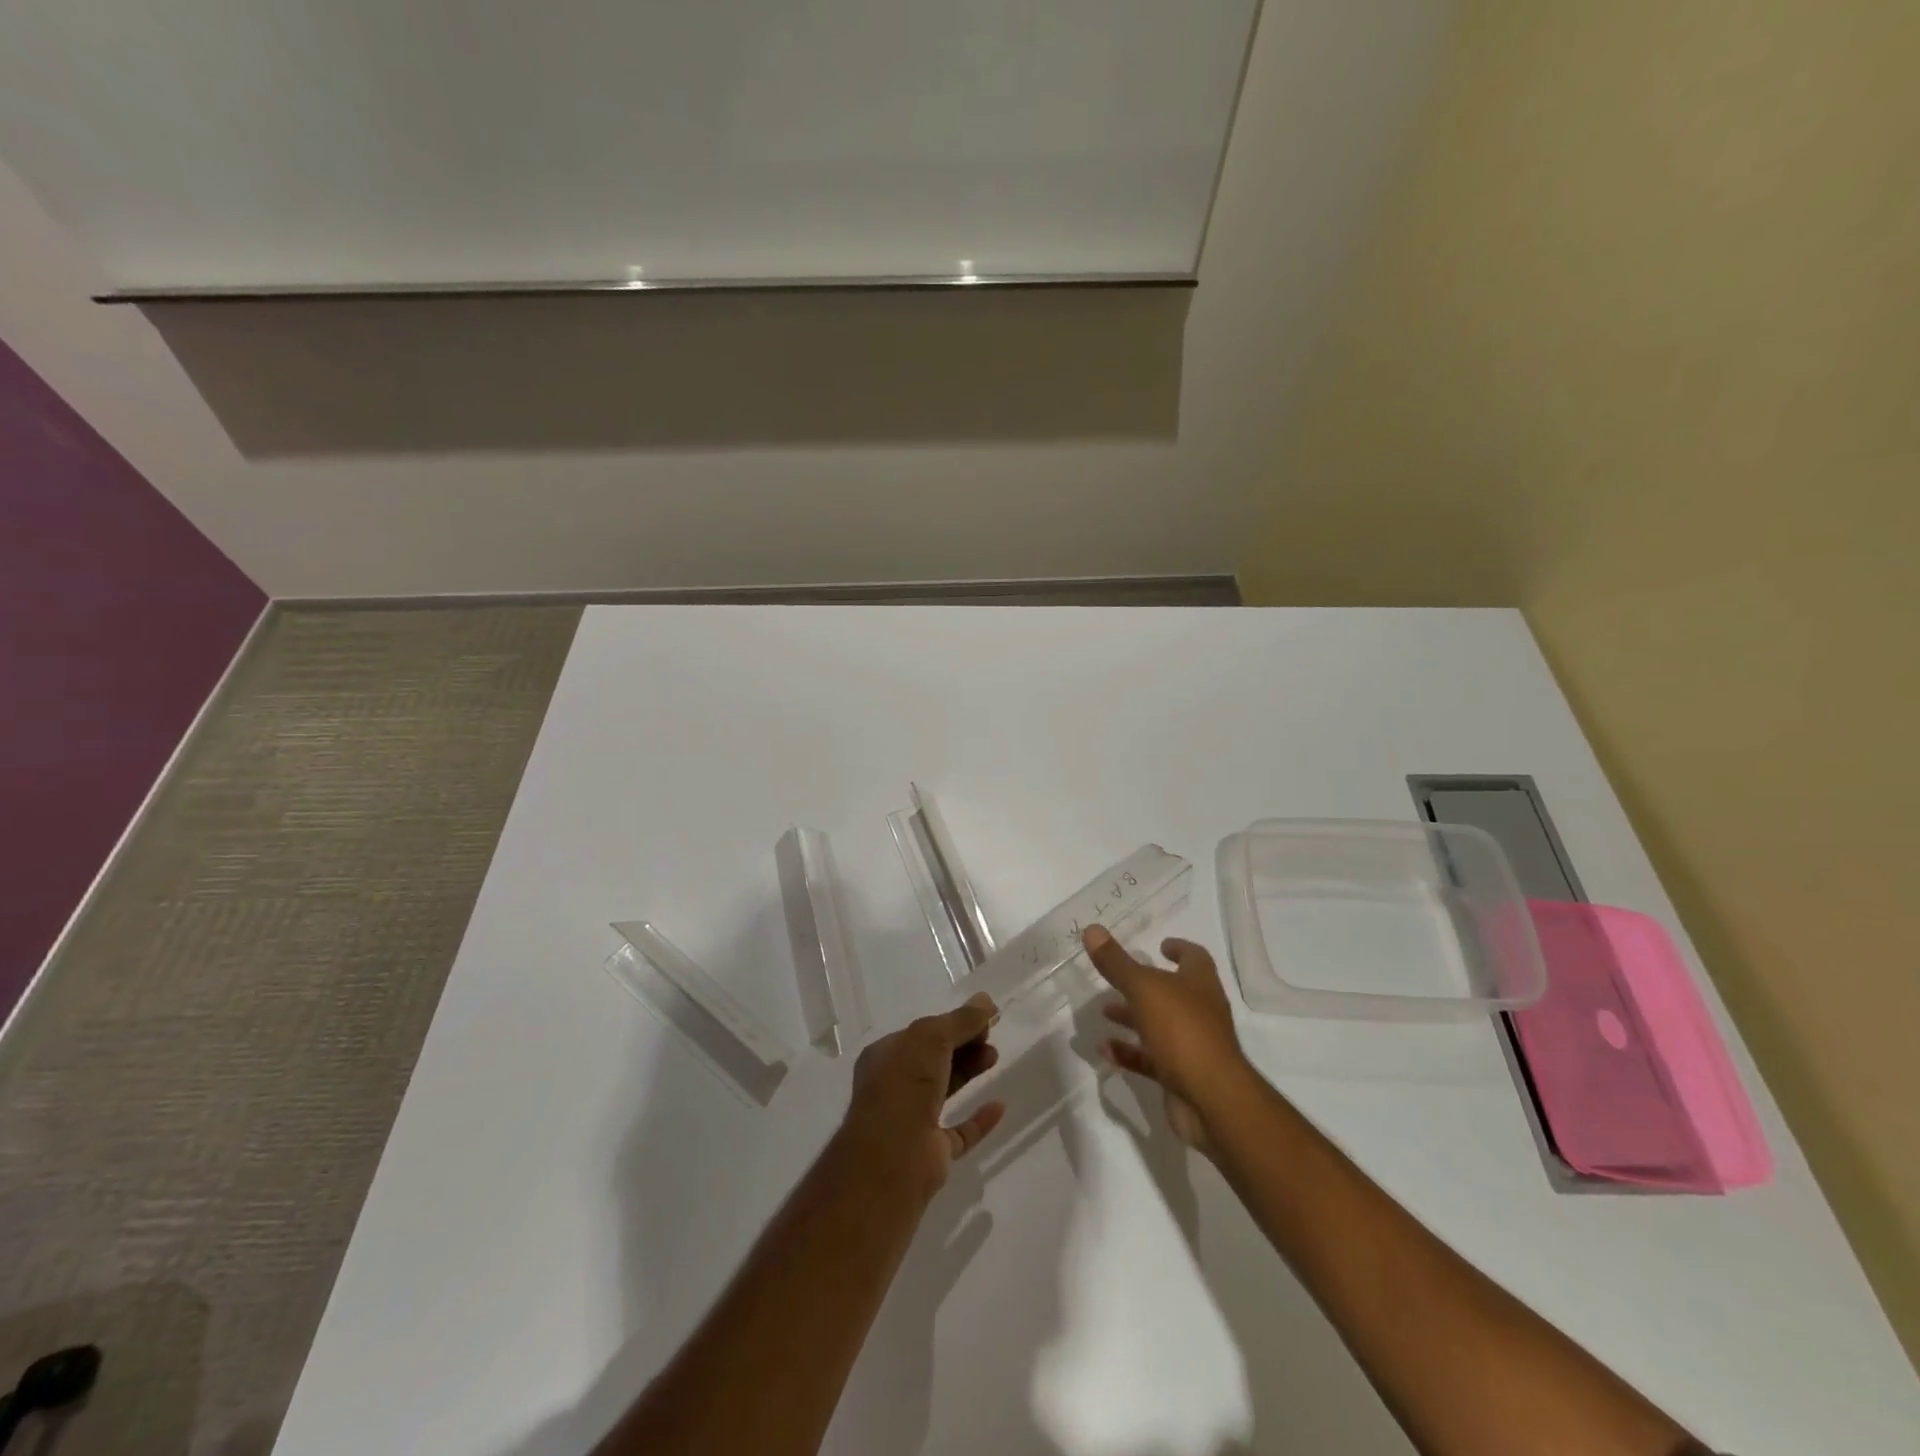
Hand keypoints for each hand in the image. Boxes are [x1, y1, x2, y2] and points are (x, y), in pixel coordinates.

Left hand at [839, 994, 1006, 1200]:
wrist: (892, 1156)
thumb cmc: (904, 1084)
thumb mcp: (931, 1038)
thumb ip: (960, 1020)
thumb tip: (986, 1000)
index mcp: (886, 1056)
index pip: (922, 1033)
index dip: (952, 1024)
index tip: (983, 1018)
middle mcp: (895, 1085)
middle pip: (935, 1059)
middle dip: (963, 1045)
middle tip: (990, 1038)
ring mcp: (912, 1120)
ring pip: (945, 1090)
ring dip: (969, 1071)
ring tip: (994, 1057)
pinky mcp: (931, 1152)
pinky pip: (959, 1131)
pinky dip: (979, 1119)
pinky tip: (999, 1106)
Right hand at [1083, 926, 1247, 1152]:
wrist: (1211, 1099)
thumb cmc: (1182, 1031)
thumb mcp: (1144, 989)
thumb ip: (1116, 963)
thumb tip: (1092, 929)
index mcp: (1200, 984)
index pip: (1194, 957)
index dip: (1179, 948)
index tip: (1161, 945)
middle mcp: (1200, 1011)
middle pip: (1172, 992)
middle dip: (1144, 985)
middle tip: (1116, 979)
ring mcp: (1192, 1045)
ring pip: (1159, 1025)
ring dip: (1132, 1018)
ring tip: (1104, 1012)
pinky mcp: (1180, 1075)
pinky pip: (1150, 1058)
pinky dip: (1129, 1052)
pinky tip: (1104, 1049)